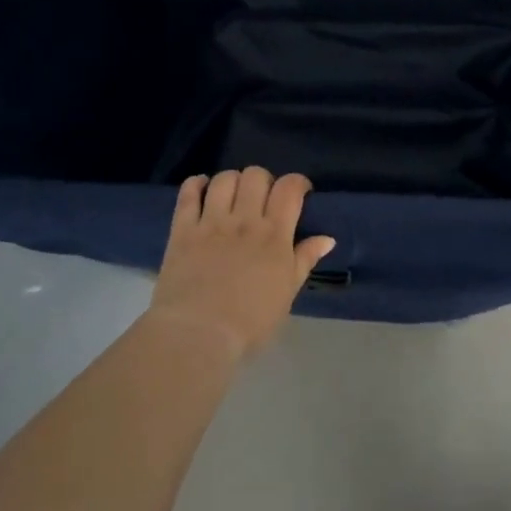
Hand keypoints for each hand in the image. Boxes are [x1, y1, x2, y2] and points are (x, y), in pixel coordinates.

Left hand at [149, 168, 335, 359]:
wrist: (198, 335)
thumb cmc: (250, 322)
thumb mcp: (287, 293)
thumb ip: (305, 260)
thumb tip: (328, 238)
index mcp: (274, 235)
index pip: (289, 188)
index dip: (297, 183)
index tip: (299, 193)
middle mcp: (244, 220)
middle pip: (256, 175)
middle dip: (264, 181)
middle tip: (264, 199)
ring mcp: (211, 222)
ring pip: (225, 179)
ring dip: (233, 181)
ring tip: (234, 196)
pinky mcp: (182, 230)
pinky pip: (188, 193)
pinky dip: (196, 184)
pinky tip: (202, 189)